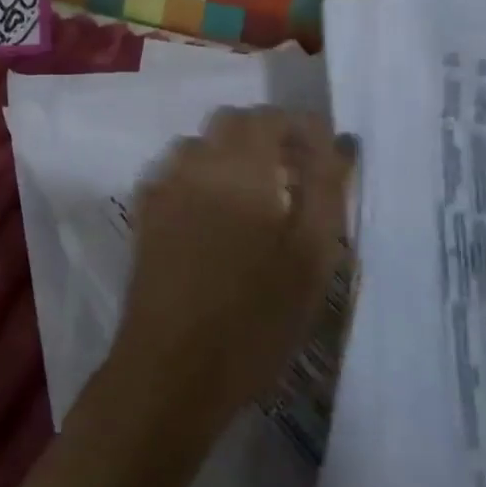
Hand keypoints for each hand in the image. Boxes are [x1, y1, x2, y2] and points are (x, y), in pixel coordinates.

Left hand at [103, 107, 352, 444]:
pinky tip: (214, 215)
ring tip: (255, 196)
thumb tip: (341, 143)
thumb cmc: (255, 319)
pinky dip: (200, 177)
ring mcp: (164, 186)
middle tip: (294, 173)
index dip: (302, 127)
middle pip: (232, 122)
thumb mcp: (311, 260)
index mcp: (241, 167)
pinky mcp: (145, 213)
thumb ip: (327, 191)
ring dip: (230, 154)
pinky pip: (176, 172)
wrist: (172, 369)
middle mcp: (196, 163)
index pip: (272, 117)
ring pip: (200, 145)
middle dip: (266, 135)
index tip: (325, 154)